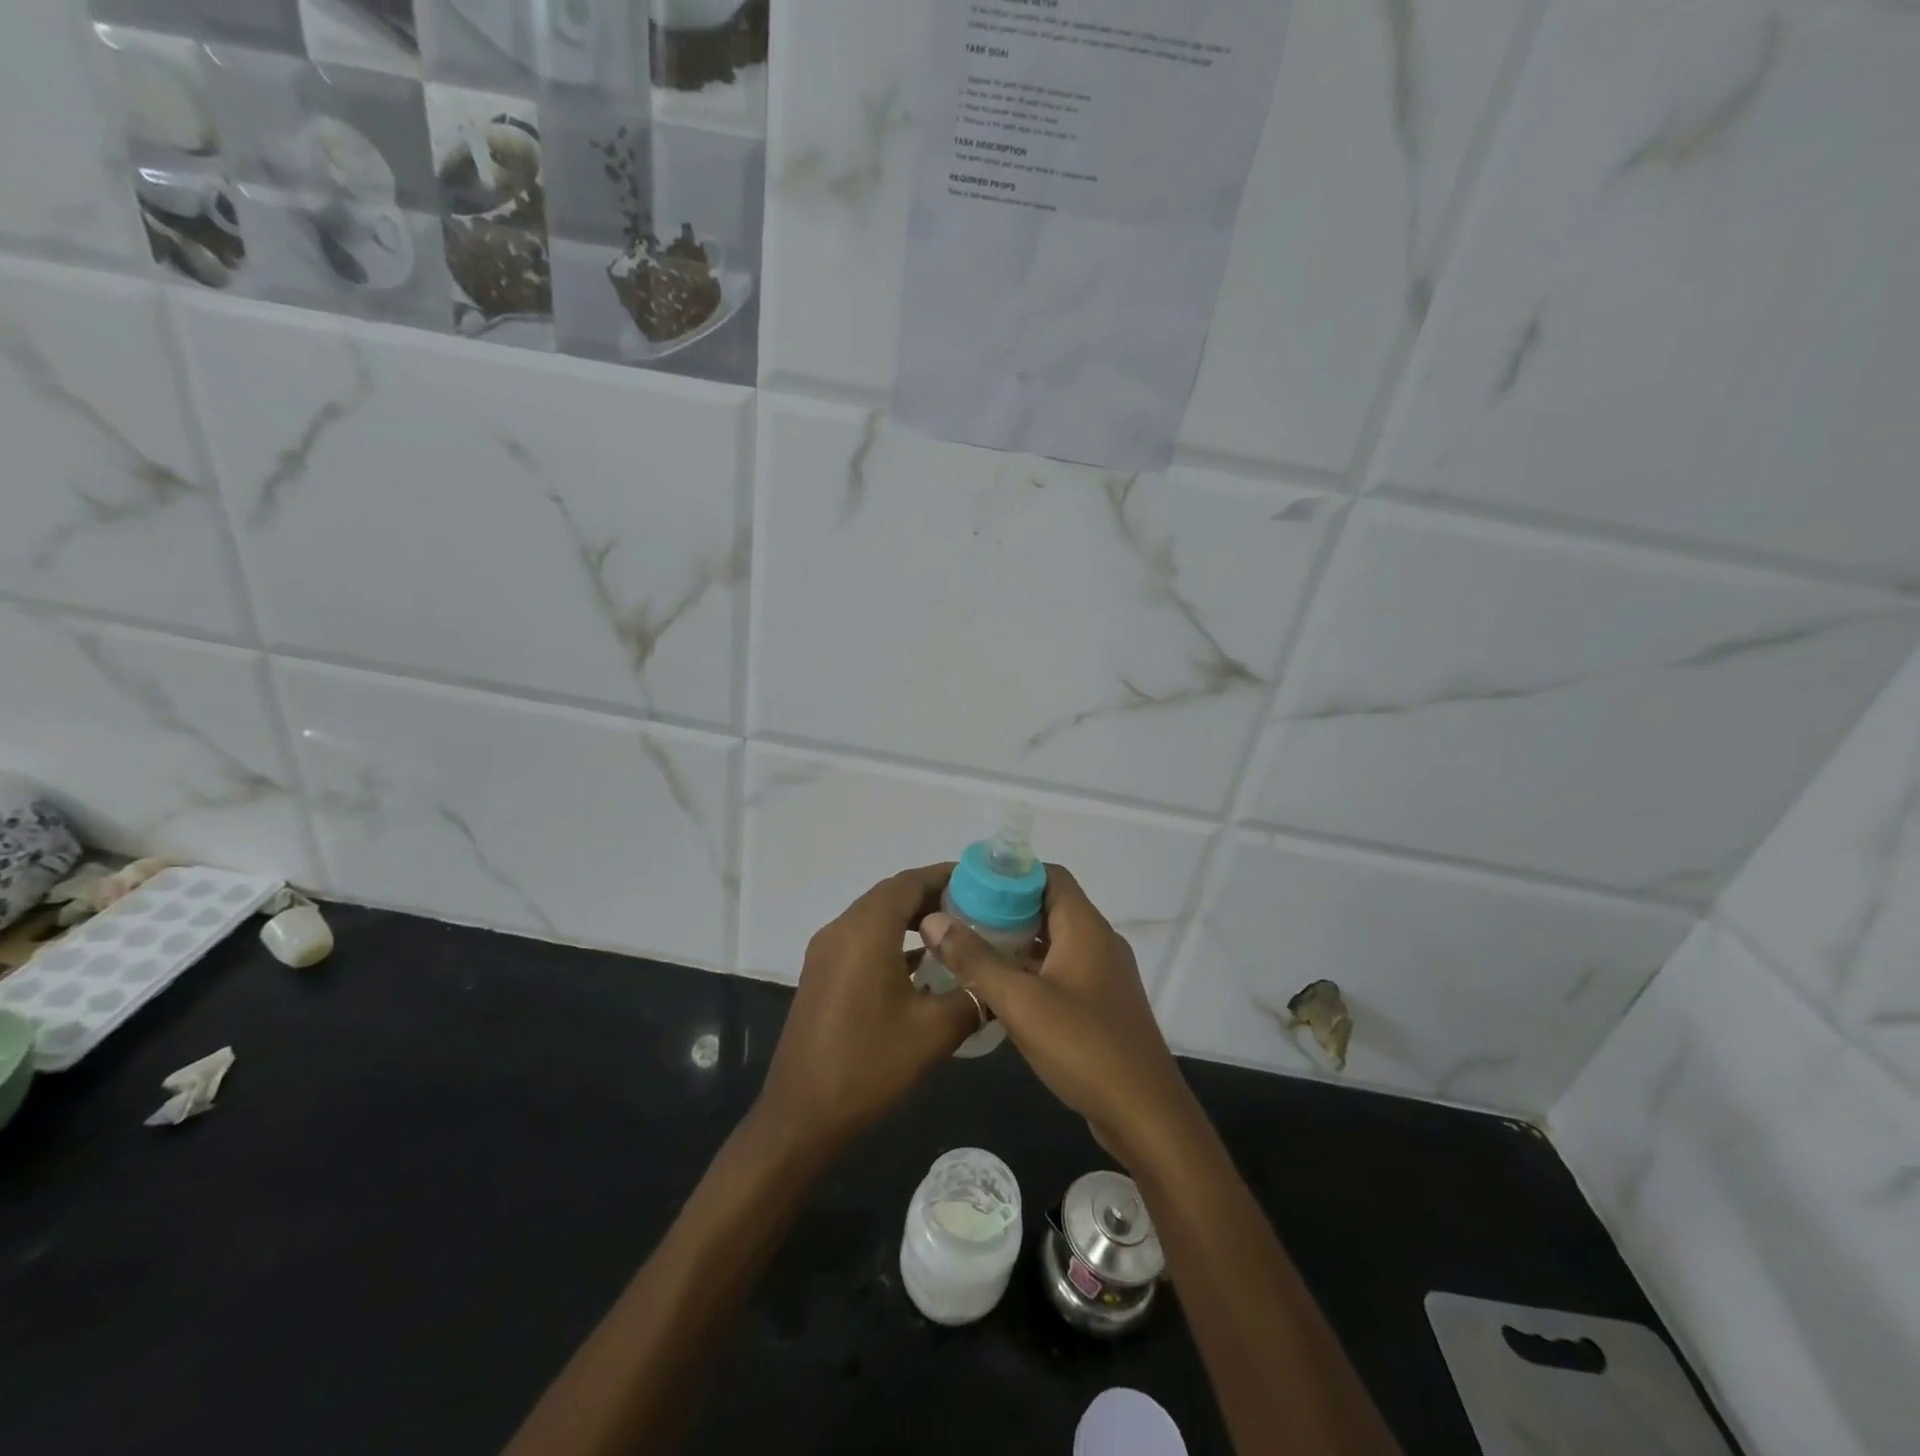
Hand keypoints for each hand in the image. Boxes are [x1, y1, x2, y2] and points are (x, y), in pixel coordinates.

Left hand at [754, 864, 980, 1156]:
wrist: (801, 1115)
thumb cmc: (870, 1065)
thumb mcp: (934, 1032)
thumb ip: (972, 994)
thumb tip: (997, 980)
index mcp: (866, 931)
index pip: (909, 882)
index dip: (945, 876)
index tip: (981, 882)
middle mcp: (841, 929)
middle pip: (891, 895)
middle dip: (932, 896)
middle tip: (975, 908)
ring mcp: (825, 952)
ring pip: (875, 917)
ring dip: (911, 918)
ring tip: (953, 933)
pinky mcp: (821, 974)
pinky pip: (861, 939)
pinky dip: (891, 939)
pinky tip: (919, 966)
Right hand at [921, 865, 1198, 1168]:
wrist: (1145, 1114)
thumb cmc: (1084, 1047)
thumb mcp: (1021, 1002)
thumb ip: (975, 959)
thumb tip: (934, 919)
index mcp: (1085, 927)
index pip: (1049, 875)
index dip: (1010, 875)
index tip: (969, 885)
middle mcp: (1098, 941)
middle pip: (1048, 906)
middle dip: (1004, 909)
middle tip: (959, 919)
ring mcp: (1102, 974)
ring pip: (1053, 941)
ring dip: (1015, 942)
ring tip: (969, 950)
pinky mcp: (1100, 1004)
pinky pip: (1060, 971)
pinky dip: (1031, 970)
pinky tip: (999, 990)